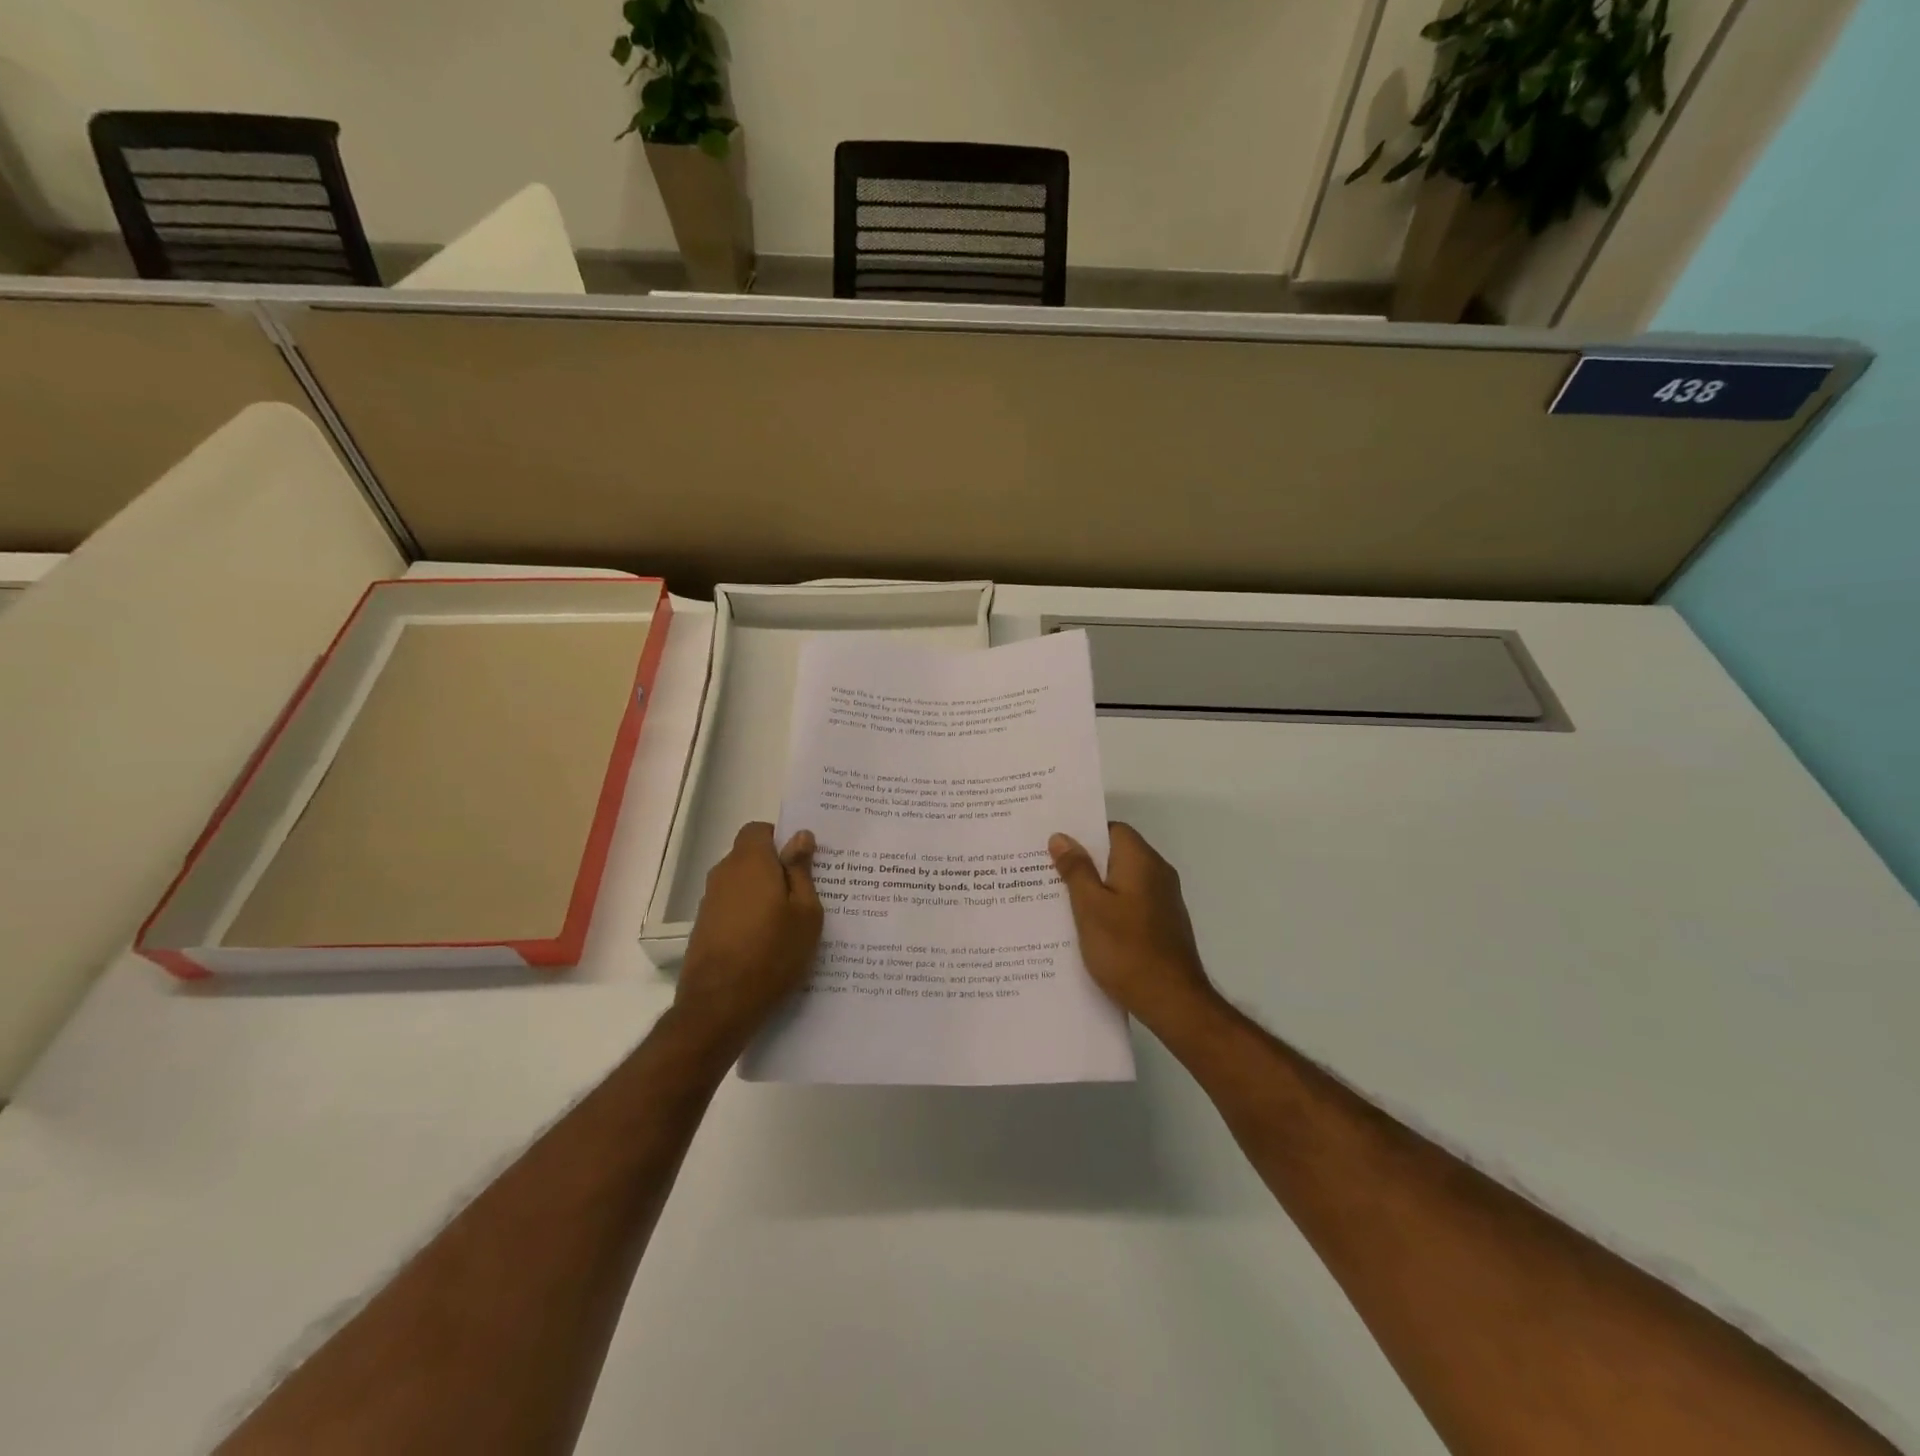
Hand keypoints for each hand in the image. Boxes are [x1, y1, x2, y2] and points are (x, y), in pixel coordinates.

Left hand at [675, 822, 823, 1052]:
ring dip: (762, 893)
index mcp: (750, 862)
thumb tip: (800, 836)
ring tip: (789, 921)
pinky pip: (732, 907)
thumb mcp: (805, 912)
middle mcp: (724, 874)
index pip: (759, 829)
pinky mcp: (704, 927)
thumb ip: (801, 871)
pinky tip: (767, 941)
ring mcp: (710, 902)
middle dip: (775, 867)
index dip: (780, 838)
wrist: (720, 1005)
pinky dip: (748, 914)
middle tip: (804, 892)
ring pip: (741, 883)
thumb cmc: (773, 953)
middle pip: (750, 856)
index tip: (802, 861)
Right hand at [1050, 822, 1219, 1033]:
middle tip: (1046, 869)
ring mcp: (1163, 901)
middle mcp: (1157, 873)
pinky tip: (1085, 925)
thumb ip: (1076, 870)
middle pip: (1116, 854)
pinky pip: (1130, 903)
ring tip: (1058, 897)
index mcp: (1141, 861)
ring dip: (1094, 886)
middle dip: (1083, 861)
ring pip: (1121, 881)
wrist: (1173, 1002)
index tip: (1054, 844)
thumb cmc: (1126, 949)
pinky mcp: (1162, 924)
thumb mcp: (1090, 907)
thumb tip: (1062, 837)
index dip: (1083, 833)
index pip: (1112, 829)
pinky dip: (1108, 907)